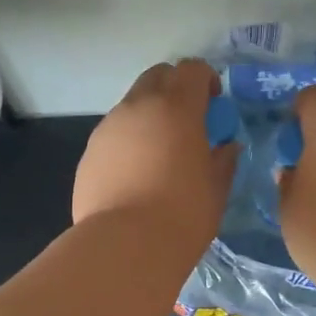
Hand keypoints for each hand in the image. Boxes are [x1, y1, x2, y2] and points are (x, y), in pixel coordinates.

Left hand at [74, 60, 238, 253]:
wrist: (125, 245)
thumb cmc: (183, 214)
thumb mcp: (216, 188)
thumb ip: (223, 160)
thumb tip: (226, 147)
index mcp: (176, 108)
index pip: (192, 69)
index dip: (205, 79)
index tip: (214, 104)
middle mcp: (138, 107)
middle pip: (157, 76)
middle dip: (174, 88)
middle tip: (187, 120)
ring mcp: (108, 128)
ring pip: (131, 105)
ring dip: (149, 116)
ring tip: (159, 153)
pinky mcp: (89, 153)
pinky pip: (114, 135)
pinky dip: (128, 142)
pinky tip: (135, 176)